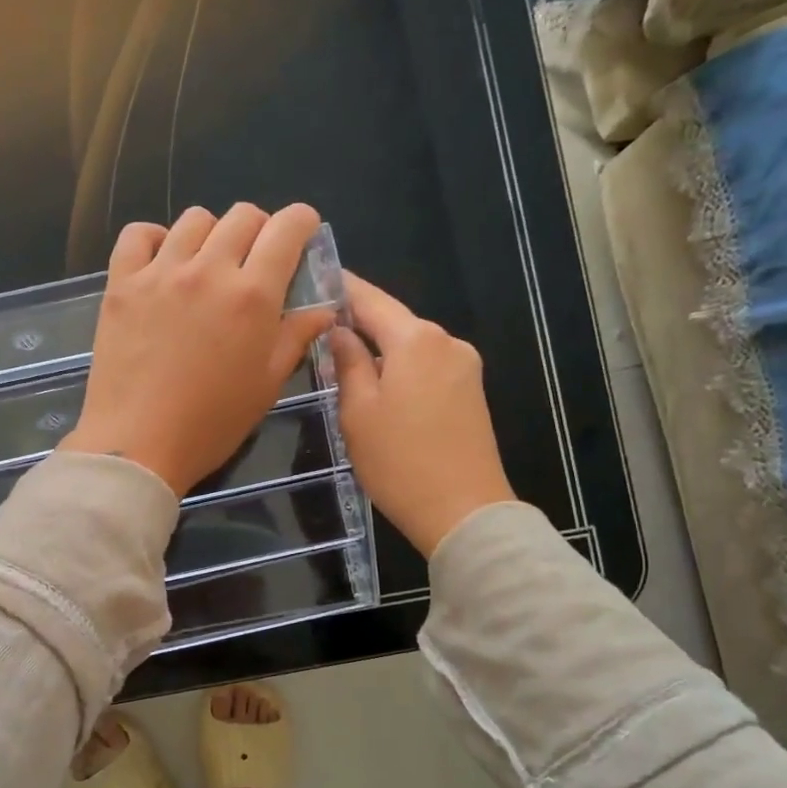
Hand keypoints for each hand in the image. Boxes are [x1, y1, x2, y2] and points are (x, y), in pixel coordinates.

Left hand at [60, 204, 335, 495]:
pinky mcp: (121, 284)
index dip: (301, 222)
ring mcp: (160, 273)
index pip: (286, 228)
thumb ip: (295, 338)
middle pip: (242, 216)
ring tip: (207, 265)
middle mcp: (208, 270)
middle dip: (259, 229)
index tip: (301, 233)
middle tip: (254, 261)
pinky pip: (138, 235)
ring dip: (211, 234)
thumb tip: (323, 310)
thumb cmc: (211, 424)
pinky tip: (162, 263)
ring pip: (193, 220)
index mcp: (252, 295)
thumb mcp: (266, 386)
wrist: (138, 445)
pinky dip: (154, 238)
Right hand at [330, 272, 515, 556]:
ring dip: (379, 351)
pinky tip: (379, 388)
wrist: (463, 511)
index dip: (341, 288)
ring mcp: (465, 367)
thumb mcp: (358, 412)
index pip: (370, 299)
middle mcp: (446, 342)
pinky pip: (427, 368)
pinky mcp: (471, 393)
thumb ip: (346, 363)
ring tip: (342, 364)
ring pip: (410, 347)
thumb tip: (338, 331)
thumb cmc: (400, 462)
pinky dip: (400, 370)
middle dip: (358, 323)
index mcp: (416, 340)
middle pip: (394, 322)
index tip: (314, 275)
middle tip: (318, 328)